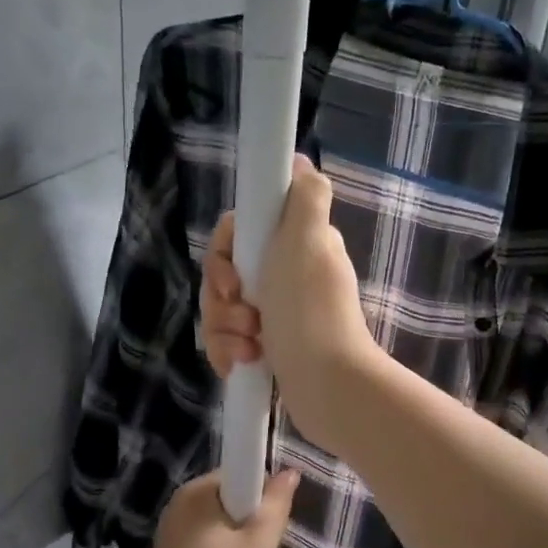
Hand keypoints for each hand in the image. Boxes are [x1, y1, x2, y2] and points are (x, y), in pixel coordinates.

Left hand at [141, 469, 298, 547]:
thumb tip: (290, 471)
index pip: (240, 473)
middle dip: (249, 518)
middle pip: (228, 497)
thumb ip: (277, 504)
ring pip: (216, 521)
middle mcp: (179, 502)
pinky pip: (202, 540)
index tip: (270, 522)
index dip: (262, 493)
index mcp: (198, 489)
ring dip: (234, 538)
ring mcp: (169, 528)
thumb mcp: (260, 543)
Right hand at [200, 156, 380, 448]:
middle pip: (222, 275)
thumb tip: (301, 162)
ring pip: (220, 311)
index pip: (236, 235)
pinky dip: (228, 353)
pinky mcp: (265, 348)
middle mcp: (283, 276)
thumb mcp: (311, 241)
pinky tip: (242, 364)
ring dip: (224, 330)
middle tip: (246, 315)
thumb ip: (305, 197)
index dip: (224, 254)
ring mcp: (274, 315)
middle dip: (222, 299)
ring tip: (250, 348)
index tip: (234, 277)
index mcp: (293, 247)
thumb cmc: (311, 312)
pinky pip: (226, 342)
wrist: (327, 384)